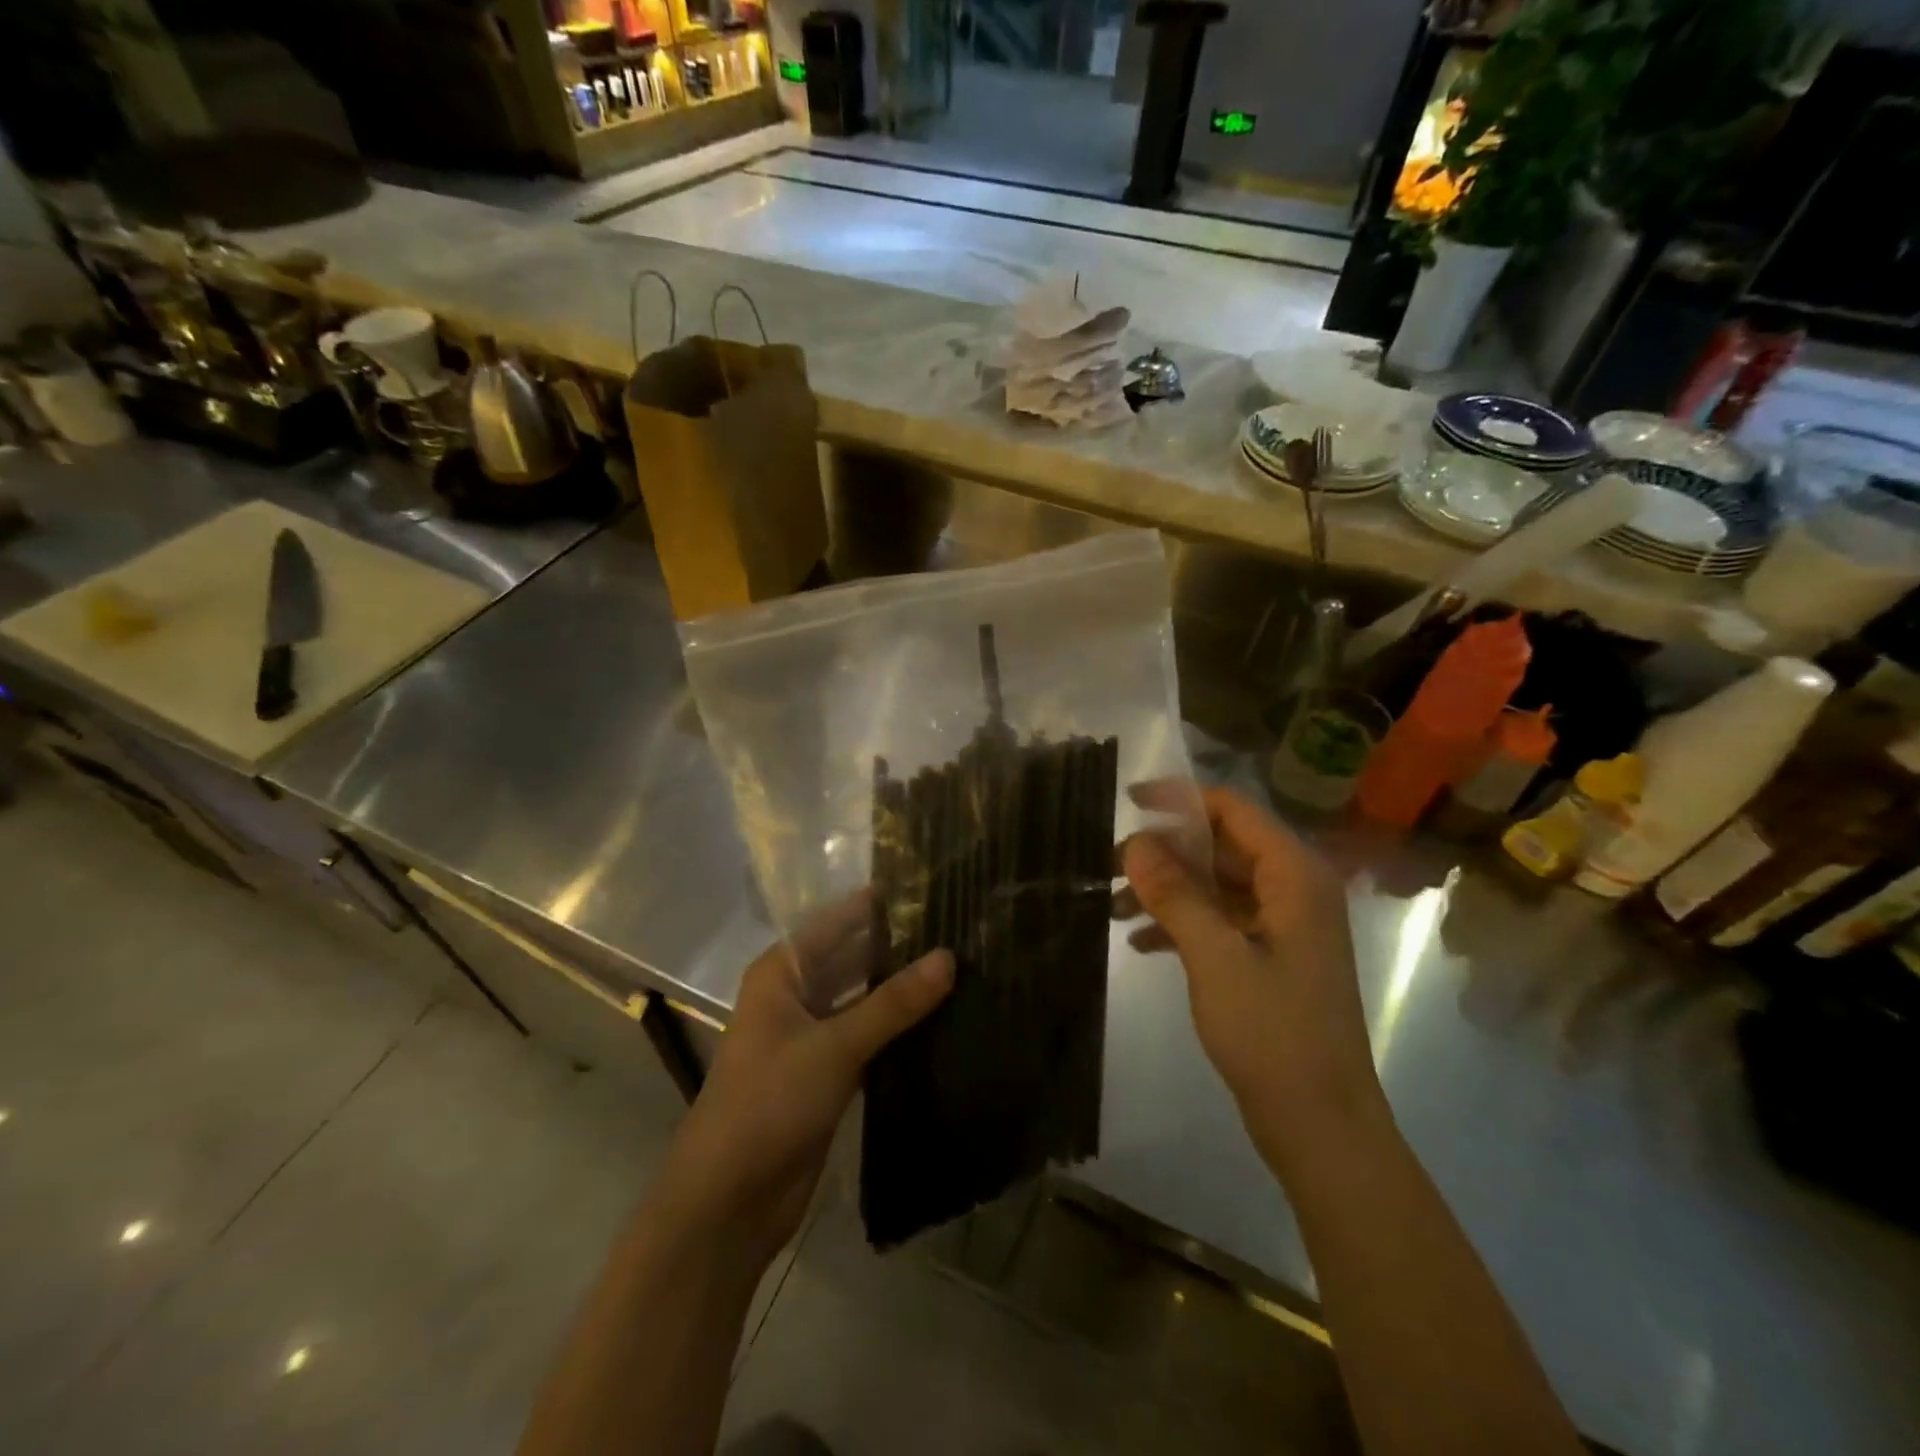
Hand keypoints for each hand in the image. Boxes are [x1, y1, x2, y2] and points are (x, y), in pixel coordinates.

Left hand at [658, 893, 953, 1265]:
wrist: (729, 1201)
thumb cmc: (769, 1102)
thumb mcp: (834, 1045)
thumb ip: (893, 1002)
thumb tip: (950, 956)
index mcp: (781, 972)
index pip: (836, 922)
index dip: (878, 906)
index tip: (931, 887)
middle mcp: (794, 995)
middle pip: (851, 958)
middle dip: (897, 947)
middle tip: (958, 928)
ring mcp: (811, 1036)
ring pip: (862, 999)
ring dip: (900, 990)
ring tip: (961, 966)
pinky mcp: (827, 1074)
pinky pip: (868, 1037)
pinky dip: (897, 1029)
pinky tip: (942, 1018)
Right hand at [1120, 786, 1391, 1180]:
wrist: (1321, 1126)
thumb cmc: (1274, 1035)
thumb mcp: (1216, 958)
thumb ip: (1176, 894)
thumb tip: (1136, 844)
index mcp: (1295, 876)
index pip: (1233, 810)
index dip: (1179, 800)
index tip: (1128, 804)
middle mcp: (1294, 890)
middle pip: (1222, 847)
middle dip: (1165, 854)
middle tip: (1109, 868)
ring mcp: (1283, 926)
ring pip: (1216, 885)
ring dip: (1167, 891)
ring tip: (1114, 908)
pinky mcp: (1270, 957)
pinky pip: (1220, 921)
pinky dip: (1182, 923)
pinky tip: (1141, 943)